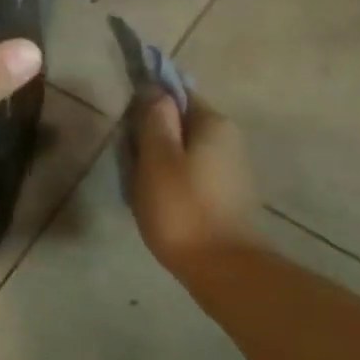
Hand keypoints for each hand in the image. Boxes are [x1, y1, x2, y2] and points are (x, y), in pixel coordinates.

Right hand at [129, 91, 262, 274]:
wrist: (223, 269)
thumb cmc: (182, 208)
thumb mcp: (157, 158)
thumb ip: (154, 119)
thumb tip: (154, 90)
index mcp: (213, 123)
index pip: (176, 94)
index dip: (147, 105)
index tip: (127, 129)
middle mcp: (229, 138)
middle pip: (180, 123)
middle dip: (152, 137)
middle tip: (130, 163)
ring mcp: (232, 167)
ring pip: (184, 150)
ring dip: (160, 162)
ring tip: (140, 186)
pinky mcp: (229, 194)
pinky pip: (193, 173)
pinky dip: (173, 181)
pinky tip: (160, 202)